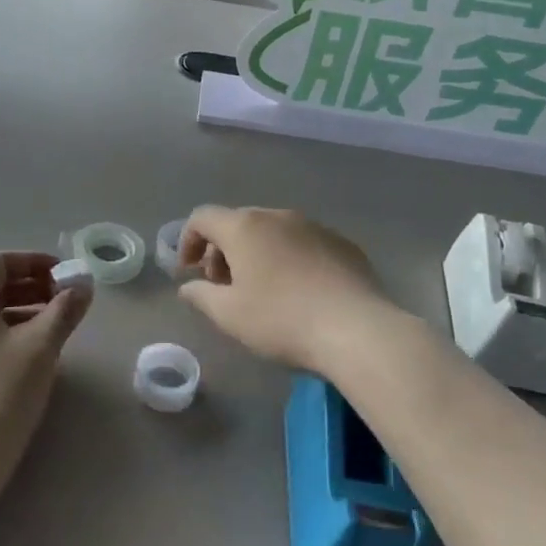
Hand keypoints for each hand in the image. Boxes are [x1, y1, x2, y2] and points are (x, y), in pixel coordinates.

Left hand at [0, 252, 90, 488]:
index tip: (65, 276)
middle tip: (64, 300)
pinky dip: (2, 331)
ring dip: (19, 310)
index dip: (34, 262)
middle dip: (30, 286)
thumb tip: (83, 286)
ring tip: (52, 327)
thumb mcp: (41, 349)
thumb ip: (64, 310)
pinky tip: (27, 354)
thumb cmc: (1, 397)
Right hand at [177, 207, 397, 373]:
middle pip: (238, 222)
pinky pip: (303, 243)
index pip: (203, 217)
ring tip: (261, 290)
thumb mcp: (229, 315)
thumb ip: (201, 296)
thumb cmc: (282, 320)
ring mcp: (314, 227)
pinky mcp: (342, 244)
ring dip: (256, 253)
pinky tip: (299, 291)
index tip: (189, 272)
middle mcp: (278, 216)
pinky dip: (289, 258)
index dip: (188, 241)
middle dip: (222, 250)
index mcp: (245, 227)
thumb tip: (188, 287)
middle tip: (223, 286)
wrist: (357, 329)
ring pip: (273, 231)